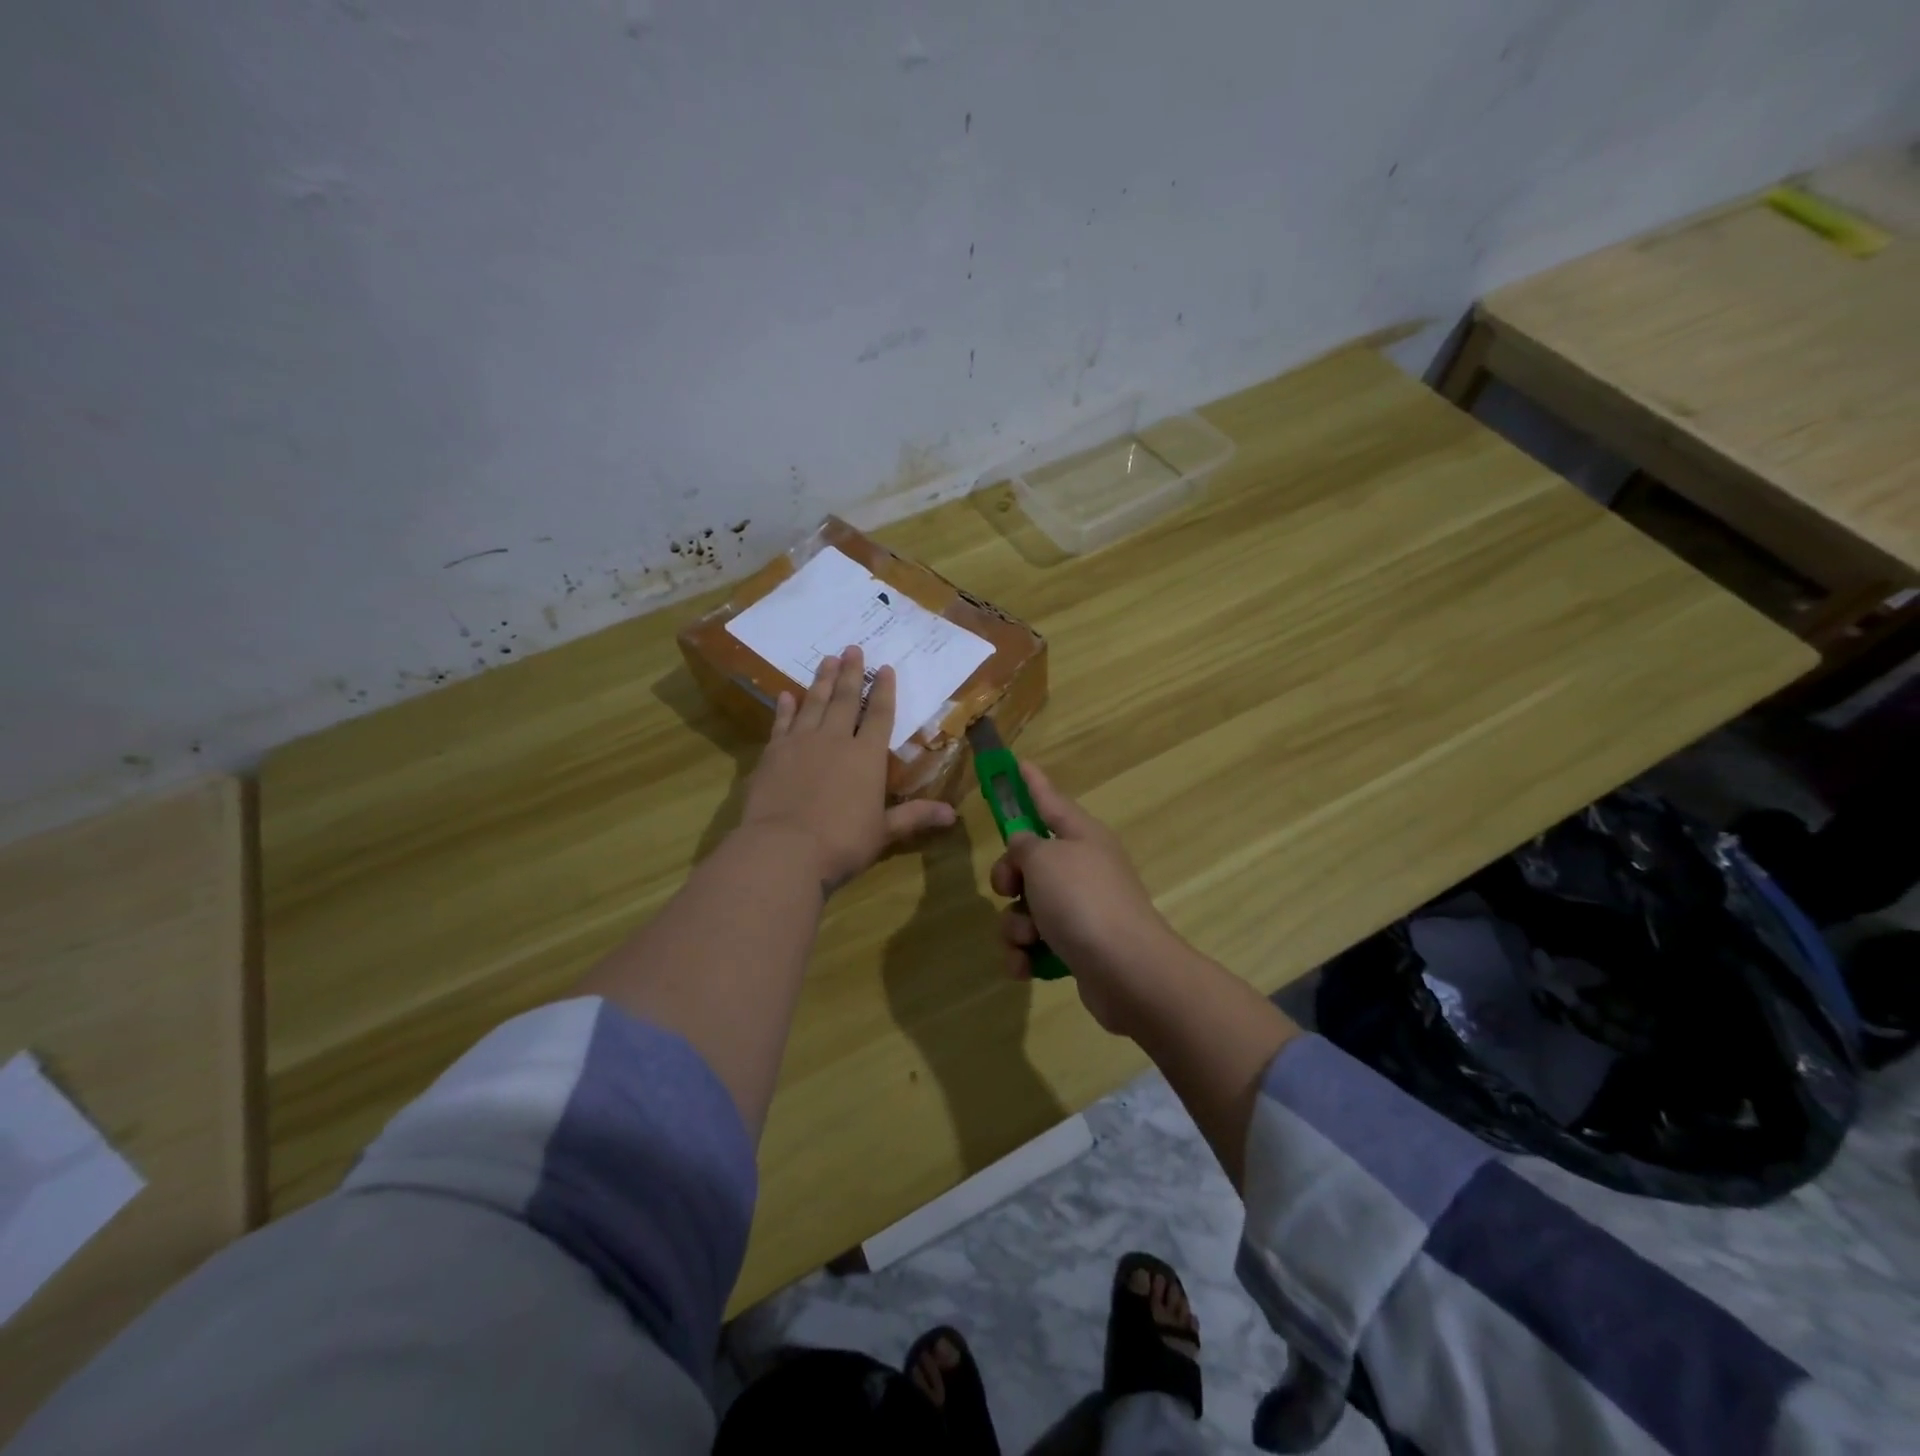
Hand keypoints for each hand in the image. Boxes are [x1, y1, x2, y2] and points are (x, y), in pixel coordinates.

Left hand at [740, 646, 955, 891]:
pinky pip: (782, 723)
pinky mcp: (773, 753)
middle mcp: (835, 740)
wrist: (784, 848)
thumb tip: (953, 815)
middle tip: (853, 648)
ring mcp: (801, 743)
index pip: (880, 716)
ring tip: (827, 660)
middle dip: (852, 673)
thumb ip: (914, 816)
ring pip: (814, 703)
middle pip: (846, 700)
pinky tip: (787, 695)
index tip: (885, 667)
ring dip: (822, 681)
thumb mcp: (883, 831)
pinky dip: (785, 708)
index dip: (885, 691)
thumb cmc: (842, 842)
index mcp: (867, 756)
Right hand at [989, 763, 1191, 1034]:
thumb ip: (1024, 846)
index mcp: (1082, 836)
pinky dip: (1026, 954)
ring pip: (1027, 907)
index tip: (1017, 763)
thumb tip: (1024, 846)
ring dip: (1015, 924)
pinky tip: (1026, 965)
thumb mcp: (1044, 860)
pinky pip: (1036, 944)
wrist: (1127, 971)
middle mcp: (1083, 868)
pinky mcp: (1077, 948)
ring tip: (1027, 938)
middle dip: (1009, 877)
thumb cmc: (1083, 901)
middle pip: (1030, 860)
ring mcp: (1082, 910)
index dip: (1031, 783)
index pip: (1049, 800)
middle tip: (1008, 888)